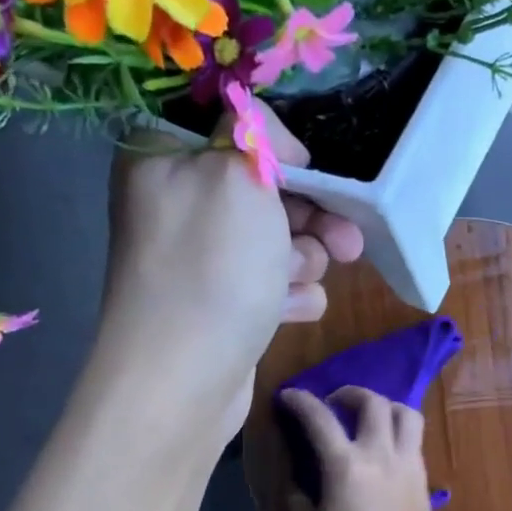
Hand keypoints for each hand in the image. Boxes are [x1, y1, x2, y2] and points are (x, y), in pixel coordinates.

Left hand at [100, 102, 363, 439]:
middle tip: (346, 241)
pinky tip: (289, 312)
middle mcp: (180, 207)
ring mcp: (202, 261)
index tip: (307, 171)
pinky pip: (274, 285)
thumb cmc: (211, 268)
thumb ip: (259, 136)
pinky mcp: (224, 305)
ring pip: (279, 242)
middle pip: (265, 193)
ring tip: (296, 281)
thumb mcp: (237, 176)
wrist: (183, 379)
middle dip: (310, 216)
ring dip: (302, 260)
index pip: (231, 131)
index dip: (277, 150)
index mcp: (165, 160)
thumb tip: (278, 147)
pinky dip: (290, 296)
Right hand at [270, 386, 442, 510]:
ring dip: (385, 407)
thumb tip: (296, 483)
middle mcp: (381, 457)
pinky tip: (384, 452)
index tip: (289, 397)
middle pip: (373, 403)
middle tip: (334, 404)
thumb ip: (297, 503)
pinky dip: (399, 433)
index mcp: (346, 468)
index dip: (301, 401)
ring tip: (368, 419)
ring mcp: (409, 468)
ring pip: (406, 415)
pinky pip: (415, 442)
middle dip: (349, 394)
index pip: (320, 418)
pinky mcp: (424, 483)